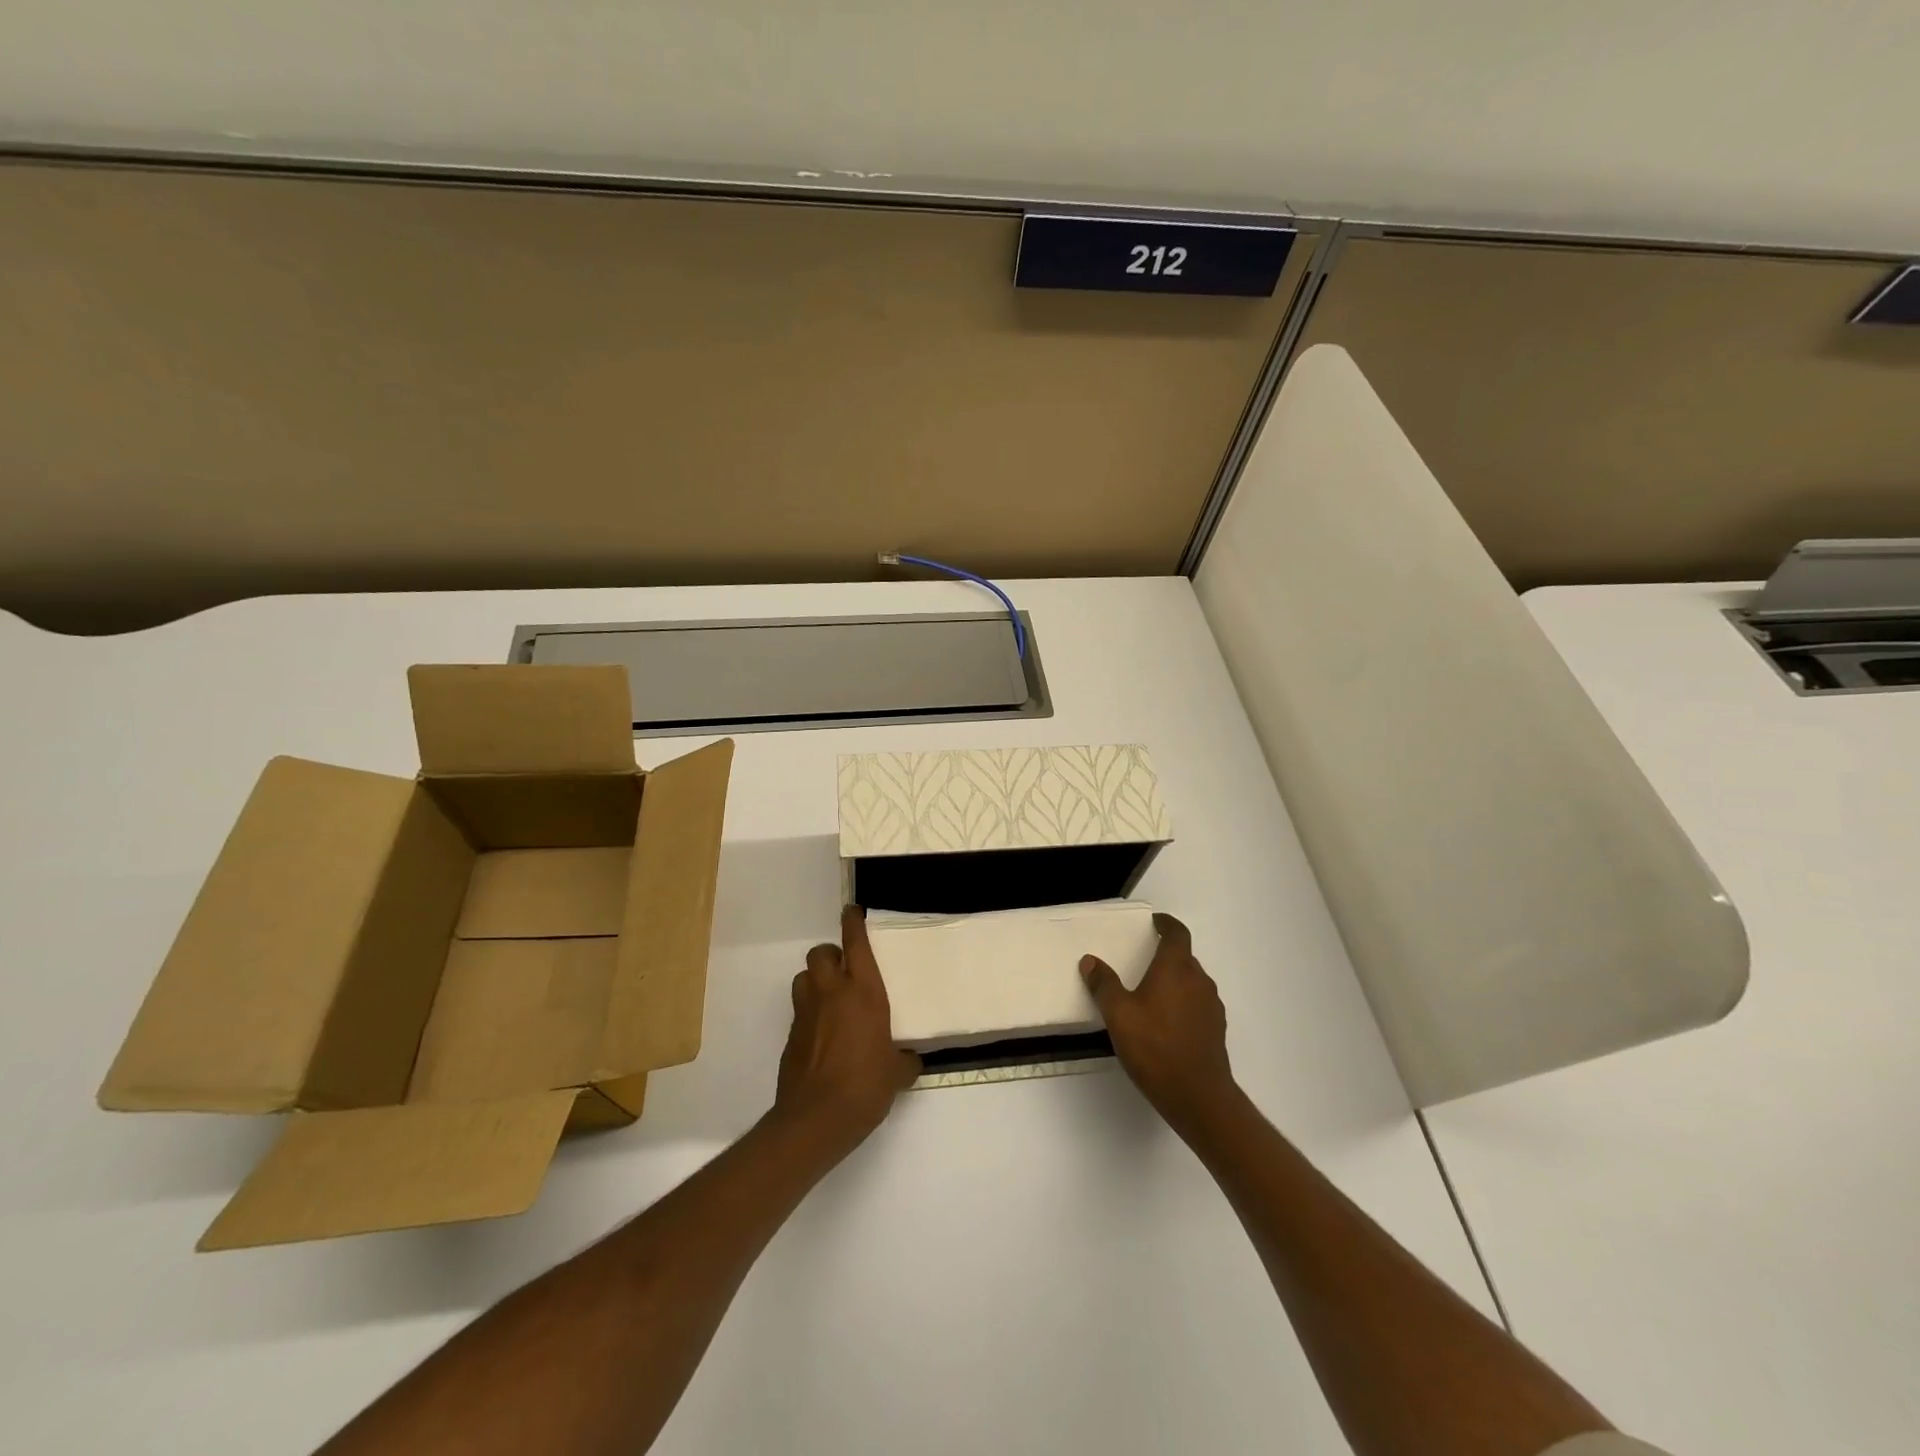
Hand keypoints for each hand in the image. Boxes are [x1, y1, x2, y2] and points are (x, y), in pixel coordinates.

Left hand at [776, 905, 921, 1156]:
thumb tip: (911, 1060)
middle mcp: (832, 993)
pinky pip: (800, 1010)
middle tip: (845, 969)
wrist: (815, 1119)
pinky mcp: (791, 1036)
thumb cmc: (865, 1086)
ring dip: (815, 980)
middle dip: (831, 955)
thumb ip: (905, 1060)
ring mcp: (807, 1013)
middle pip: (821, 953)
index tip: (853, 911)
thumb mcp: (896, 1074)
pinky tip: (824, 1033)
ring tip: (831, 998)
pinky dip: (810, 1011)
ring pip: (804, 977)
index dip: (852, 922)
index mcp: (863, 992)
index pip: (855, 943)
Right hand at [1081, 913, 1237, 1133]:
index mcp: (1176, 969)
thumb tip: (1090, 960)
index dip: (1167, 924)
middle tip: (1143, 961)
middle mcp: (1199, 980)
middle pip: (1185, 957)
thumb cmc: (1155, 1047)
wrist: (1199, 1096)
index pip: (1177, 934)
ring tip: (1151, 995)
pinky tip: (1166, 1024)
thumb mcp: (1118, 1015)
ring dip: (1175, 981)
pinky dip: (1183, 1003)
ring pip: (1192, 982)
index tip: (1155, 922)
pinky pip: (1198, 1004)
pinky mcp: (1216, 1030)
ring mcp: (1212, 1006)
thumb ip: (1103, 985)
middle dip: (1166, 955)